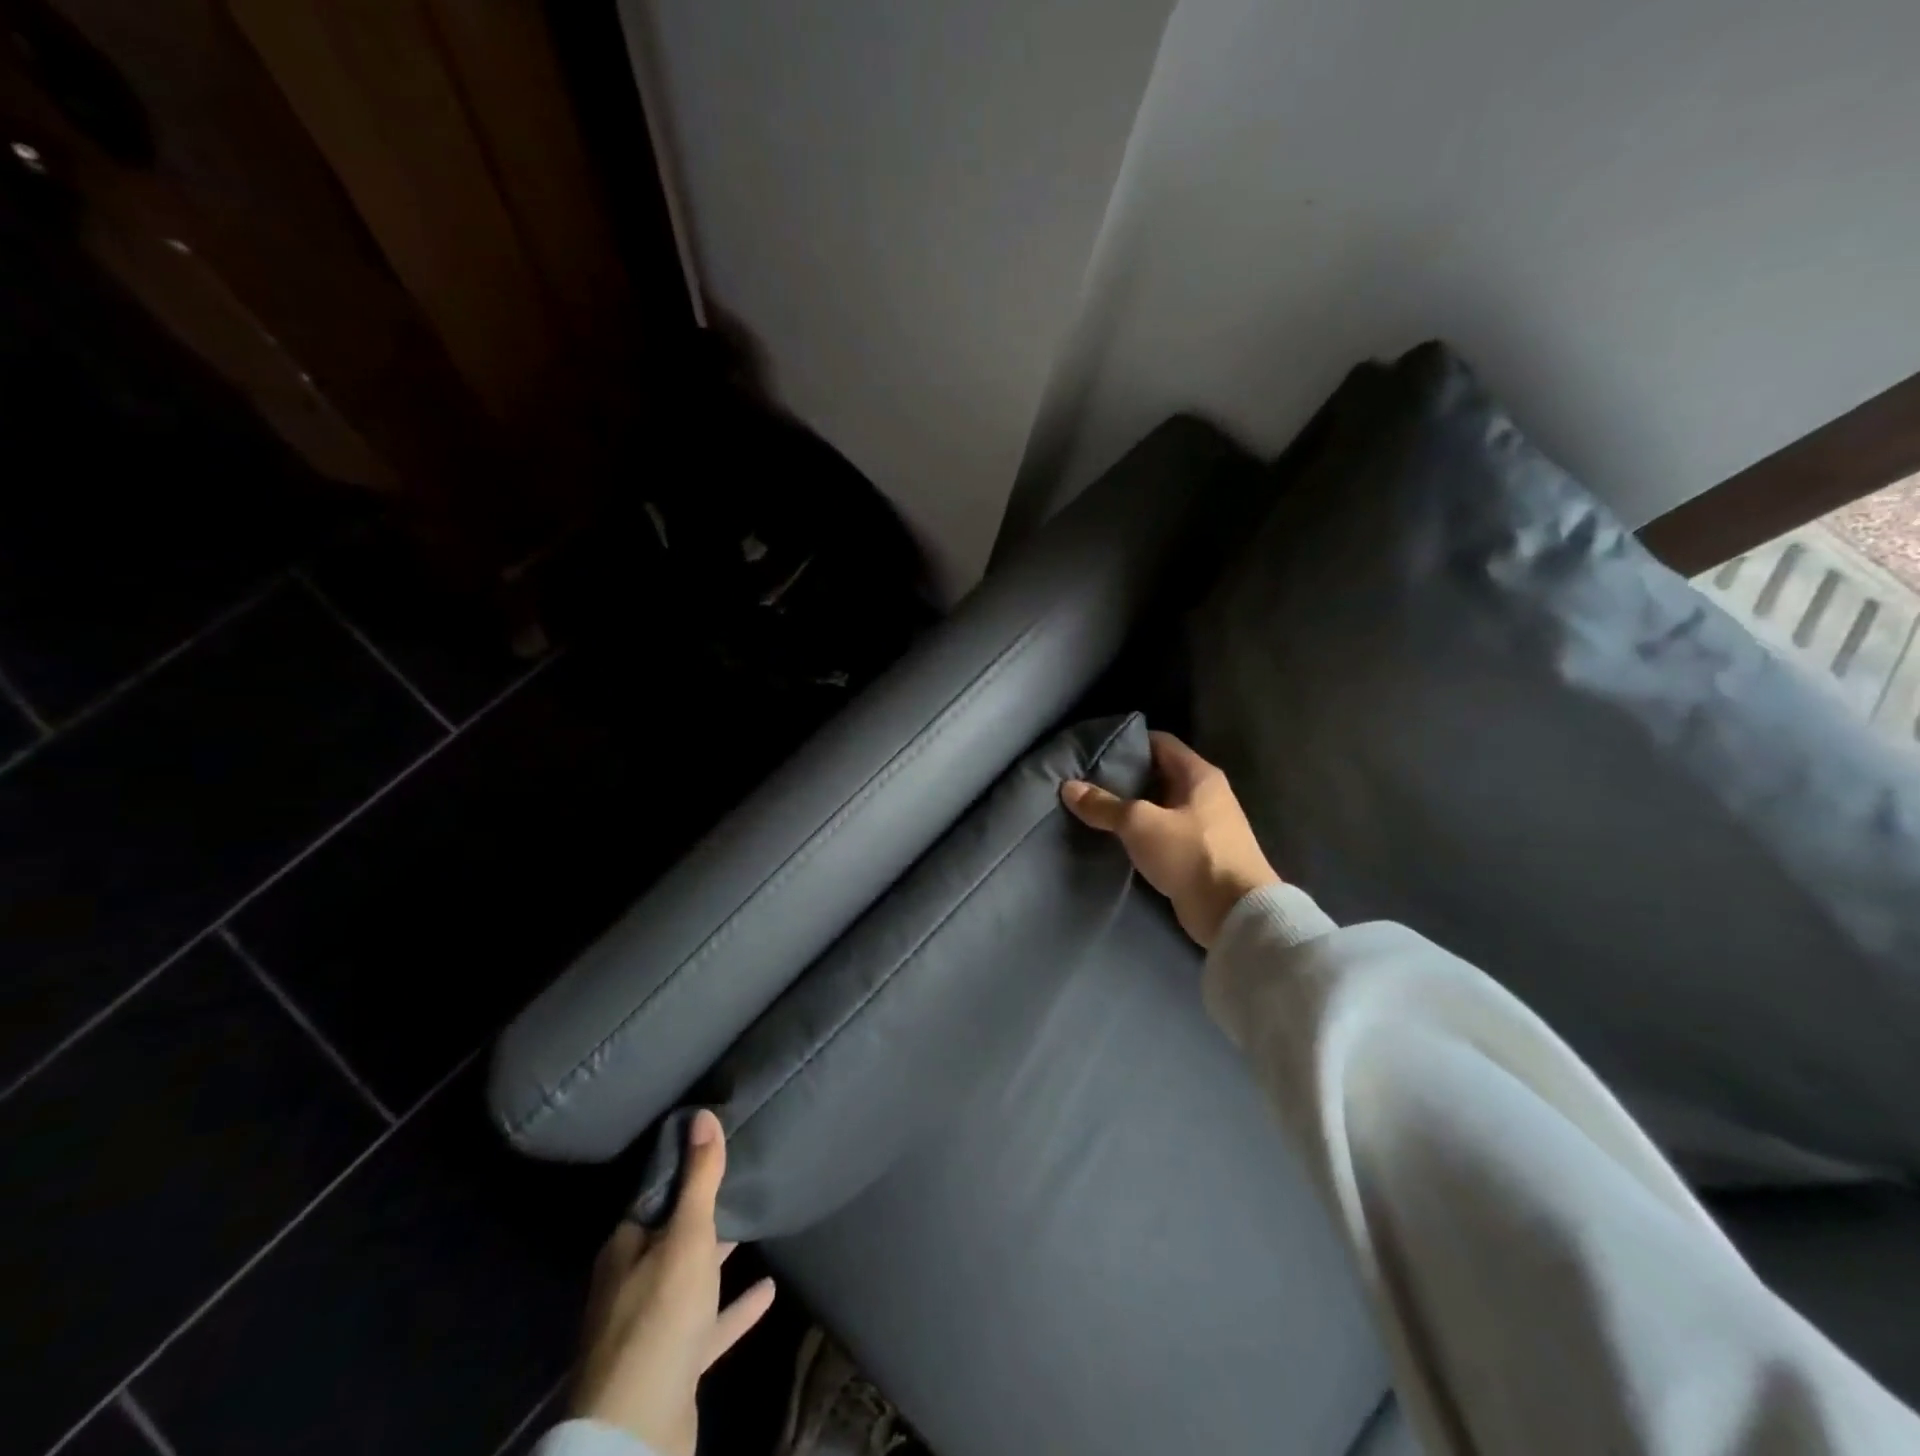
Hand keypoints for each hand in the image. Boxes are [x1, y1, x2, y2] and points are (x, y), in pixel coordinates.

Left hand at [572, 1110, 775, 1455]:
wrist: (639, 1430)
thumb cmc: (661, 1316)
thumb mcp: (687, 1235)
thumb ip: (699, 1179)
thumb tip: (701, 1114)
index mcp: (625, 1249)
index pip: (655, 1196)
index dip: (684, 1169)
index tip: (716, 1144)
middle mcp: (632, 1284)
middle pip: (672, 1236)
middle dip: (704, 1212)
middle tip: (742, 1178)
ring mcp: (653, 1327)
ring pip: (691, 1280)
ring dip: (719, 1258)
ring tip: (755, 1224)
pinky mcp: (675, 1363)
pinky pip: (709, 1324)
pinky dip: (736, 1307)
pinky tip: (769, 1291)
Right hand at [1061, 731, 1278, 948]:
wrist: (1234, 913)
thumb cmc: (1191, 854)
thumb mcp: (1140, 824)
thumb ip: (1104, 805)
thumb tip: (1068, 786)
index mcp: (1199, 775)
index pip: (1159, 742)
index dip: (1127, 742)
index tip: (1093, 751)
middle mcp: (1206, 794)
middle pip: (1158, 774)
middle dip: (1124, 777)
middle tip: (1086, 782)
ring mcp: (1204, 826)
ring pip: (1160, 806)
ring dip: (1131, 809)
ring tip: (1094, 810)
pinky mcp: (1199, 855)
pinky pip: (1164, 834)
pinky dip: (1142, 834)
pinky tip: (1116, 839)